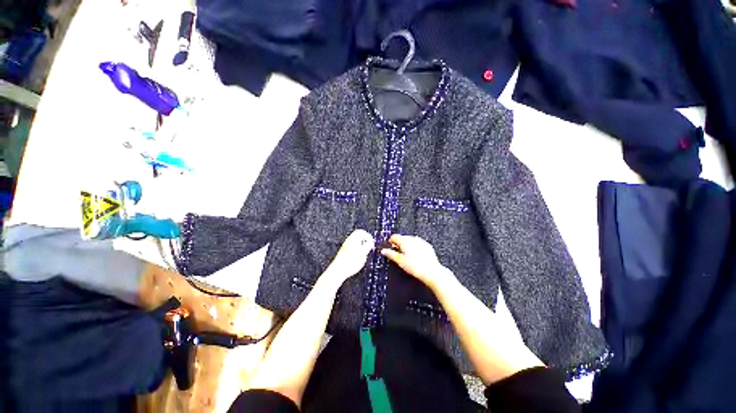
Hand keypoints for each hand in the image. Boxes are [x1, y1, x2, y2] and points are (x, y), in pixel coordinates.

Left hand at [324, 229, 374, 284]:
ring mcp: (345, 246)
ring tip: (363, 253)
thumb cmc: (351, 262)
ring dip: (360, 245)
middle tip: (368, 246)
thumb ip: (368, 246)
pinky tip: (357, 257)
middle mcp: (348, 240)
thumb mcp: (363, 253)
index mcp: (353, 239)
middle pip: (357, 236)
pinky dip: (356, 249)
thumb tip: (370, 242)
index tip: (371, 242)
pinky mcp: (343, 252)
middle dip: (364, 240)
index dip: (368, 237)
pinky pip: (351, 247)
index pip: (362, 232)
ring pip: (354, 242)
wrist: (338, 270)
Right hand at [381, 234, 453, 290]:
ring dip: (407, 245)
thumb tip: (383, 251)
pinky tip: (416, 256)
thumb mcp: (400, 261)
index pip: (394, 237)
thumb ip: (391, 254)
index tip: (390, 248)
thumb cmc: (416, 267)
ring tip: (407, 256)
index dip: (391, 242)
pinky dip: (415, 247)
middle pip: (402, 238)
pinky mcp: (427, 245)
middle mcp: (413, 239)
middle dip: (399, 244)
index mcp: (405, 241)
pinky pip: (418, 244)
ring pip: (410, 240)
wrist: (431, 271)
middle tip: (398, 254)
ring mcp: (421, 241)